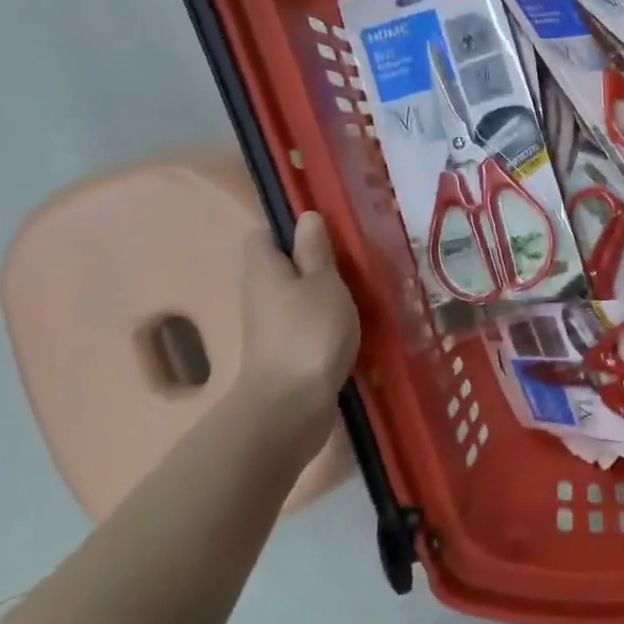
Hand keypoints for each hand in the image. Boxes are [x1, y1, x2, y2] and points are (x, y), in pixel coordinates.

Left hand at [235, 212, 359, 455]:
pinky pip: (307, 326)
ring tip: (362, 295)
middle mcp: (260, 295)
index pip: (263, 236)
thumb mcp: (323, 283)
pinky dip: (327, 324)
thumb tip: (307, 216)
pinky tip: (355, 328)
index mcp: (264, 270)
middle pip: (283, 268)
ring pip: (298, 298)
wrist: (290, 407)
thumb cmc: (309, 333)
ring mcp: (272, 328)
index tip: (326, 235)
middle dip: (316, 265)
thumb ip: (316, 251)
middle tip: (355, 264)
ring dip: (326, 296)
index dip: (289, 231)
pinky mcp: (287, 354)